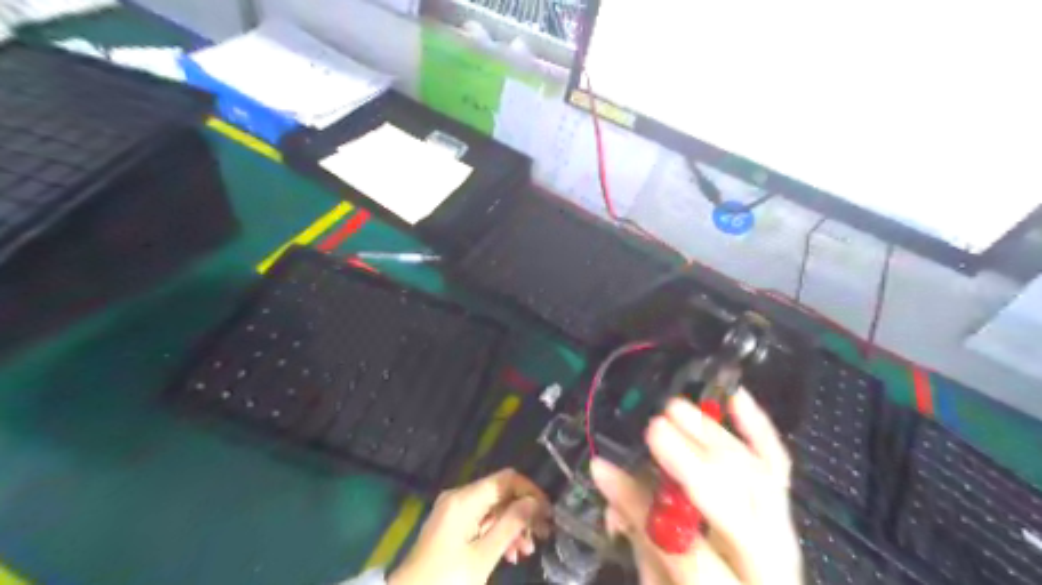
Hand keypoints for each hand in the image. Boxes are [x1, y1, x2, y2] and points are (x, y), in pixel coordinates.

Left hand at [387, 469, 552, 584]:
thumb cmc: (446, 579)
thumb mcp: (482, 556)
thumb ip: (510, 525)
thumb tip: (535, 502)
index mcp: (465, 499)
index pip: (506, 479)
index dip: (530, 491)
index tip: (547, 512)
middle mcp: (459, 498)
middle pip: (500, 494)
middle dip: (523, 512)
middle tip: (543, 534)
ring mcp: (454, 512)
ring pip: (493, 510)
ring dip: (513, 527)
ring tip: (527, 551)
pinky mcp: (452, 528)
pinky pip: (482, 522)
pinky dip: (498, 534)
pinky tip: (510, 554)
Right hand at [590, 388, 798, 584]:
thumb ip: (639, 537)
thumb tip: (608, 478)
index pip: (685, 550)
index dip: (641, 507)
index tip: (604, 468)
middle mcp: (769, 569)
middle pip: (735, 507)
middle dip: (693, 462)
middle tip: (655, 428)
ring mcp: (784, 538)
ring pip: (756, 478)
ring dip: (714, 437)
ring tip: (678, 409)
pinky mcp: (785, 514)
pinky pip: (777, 468)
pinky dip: (758, 429)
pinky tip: (736, 398)